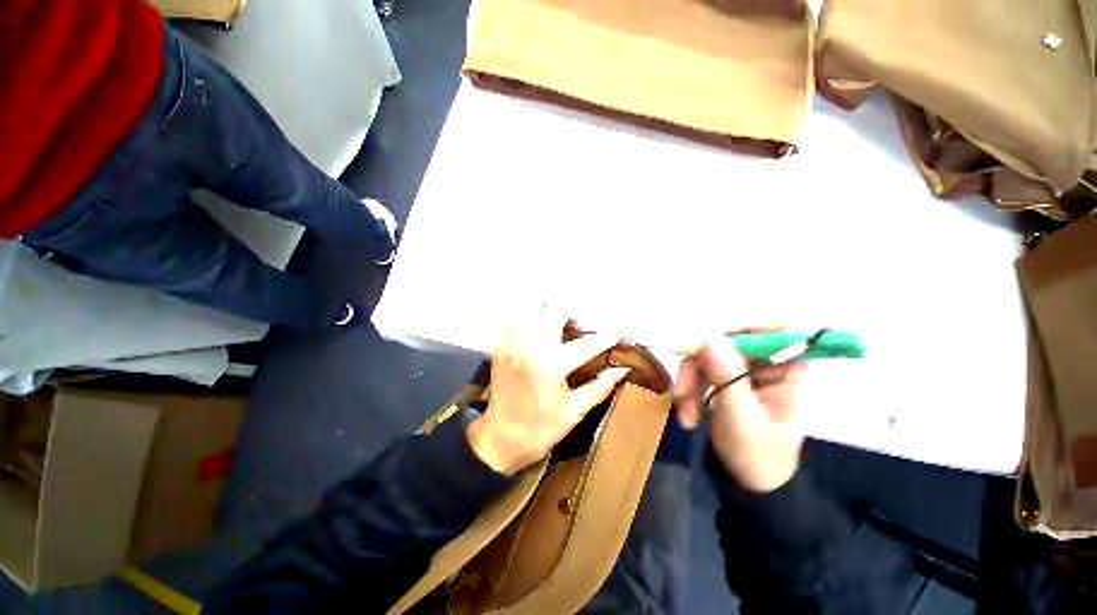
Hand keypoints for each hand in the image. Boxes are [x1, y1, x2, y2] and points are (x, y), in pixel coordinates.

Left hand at [467, 315, 630, 474]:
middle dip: (573, 314)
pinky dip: (530, 317)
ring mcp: (512, 342)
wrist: (500, 437)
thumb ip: (601, 386)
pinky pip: (517, 317)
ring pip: (533, 306)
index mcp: (551, 365)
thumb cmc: (541, 428)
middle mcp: (530, 346)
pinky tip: (538, 331)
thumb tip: (623, 368)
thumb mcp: (575, 410)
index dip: (607, 336)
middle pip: (556, 309)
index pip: (587, 343)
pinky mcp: (501, 344)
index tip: (619, 331)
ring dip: (550, 312)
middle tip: (579, 328)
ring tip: (558, 326)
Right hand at [675, 336, 806, 491]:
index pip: (768, 327)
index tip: (708, 341)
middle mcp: (763, 363)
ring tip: (686, 415)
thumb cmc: (759, 455)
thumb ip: (727, 377)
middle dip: (699, 366)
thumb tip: (710, 338)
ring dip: (689, 383)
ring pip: (705, 356)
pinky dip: (689, 391)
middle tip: (684, 392)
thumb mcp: (742, 417)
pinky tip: (687, 415)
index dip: (739, 326)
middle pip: (725, 341)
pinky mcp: (722, 380)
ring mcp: (740, 370)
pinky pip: (698, 371)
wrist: (750, 484)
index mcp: (785, 368)